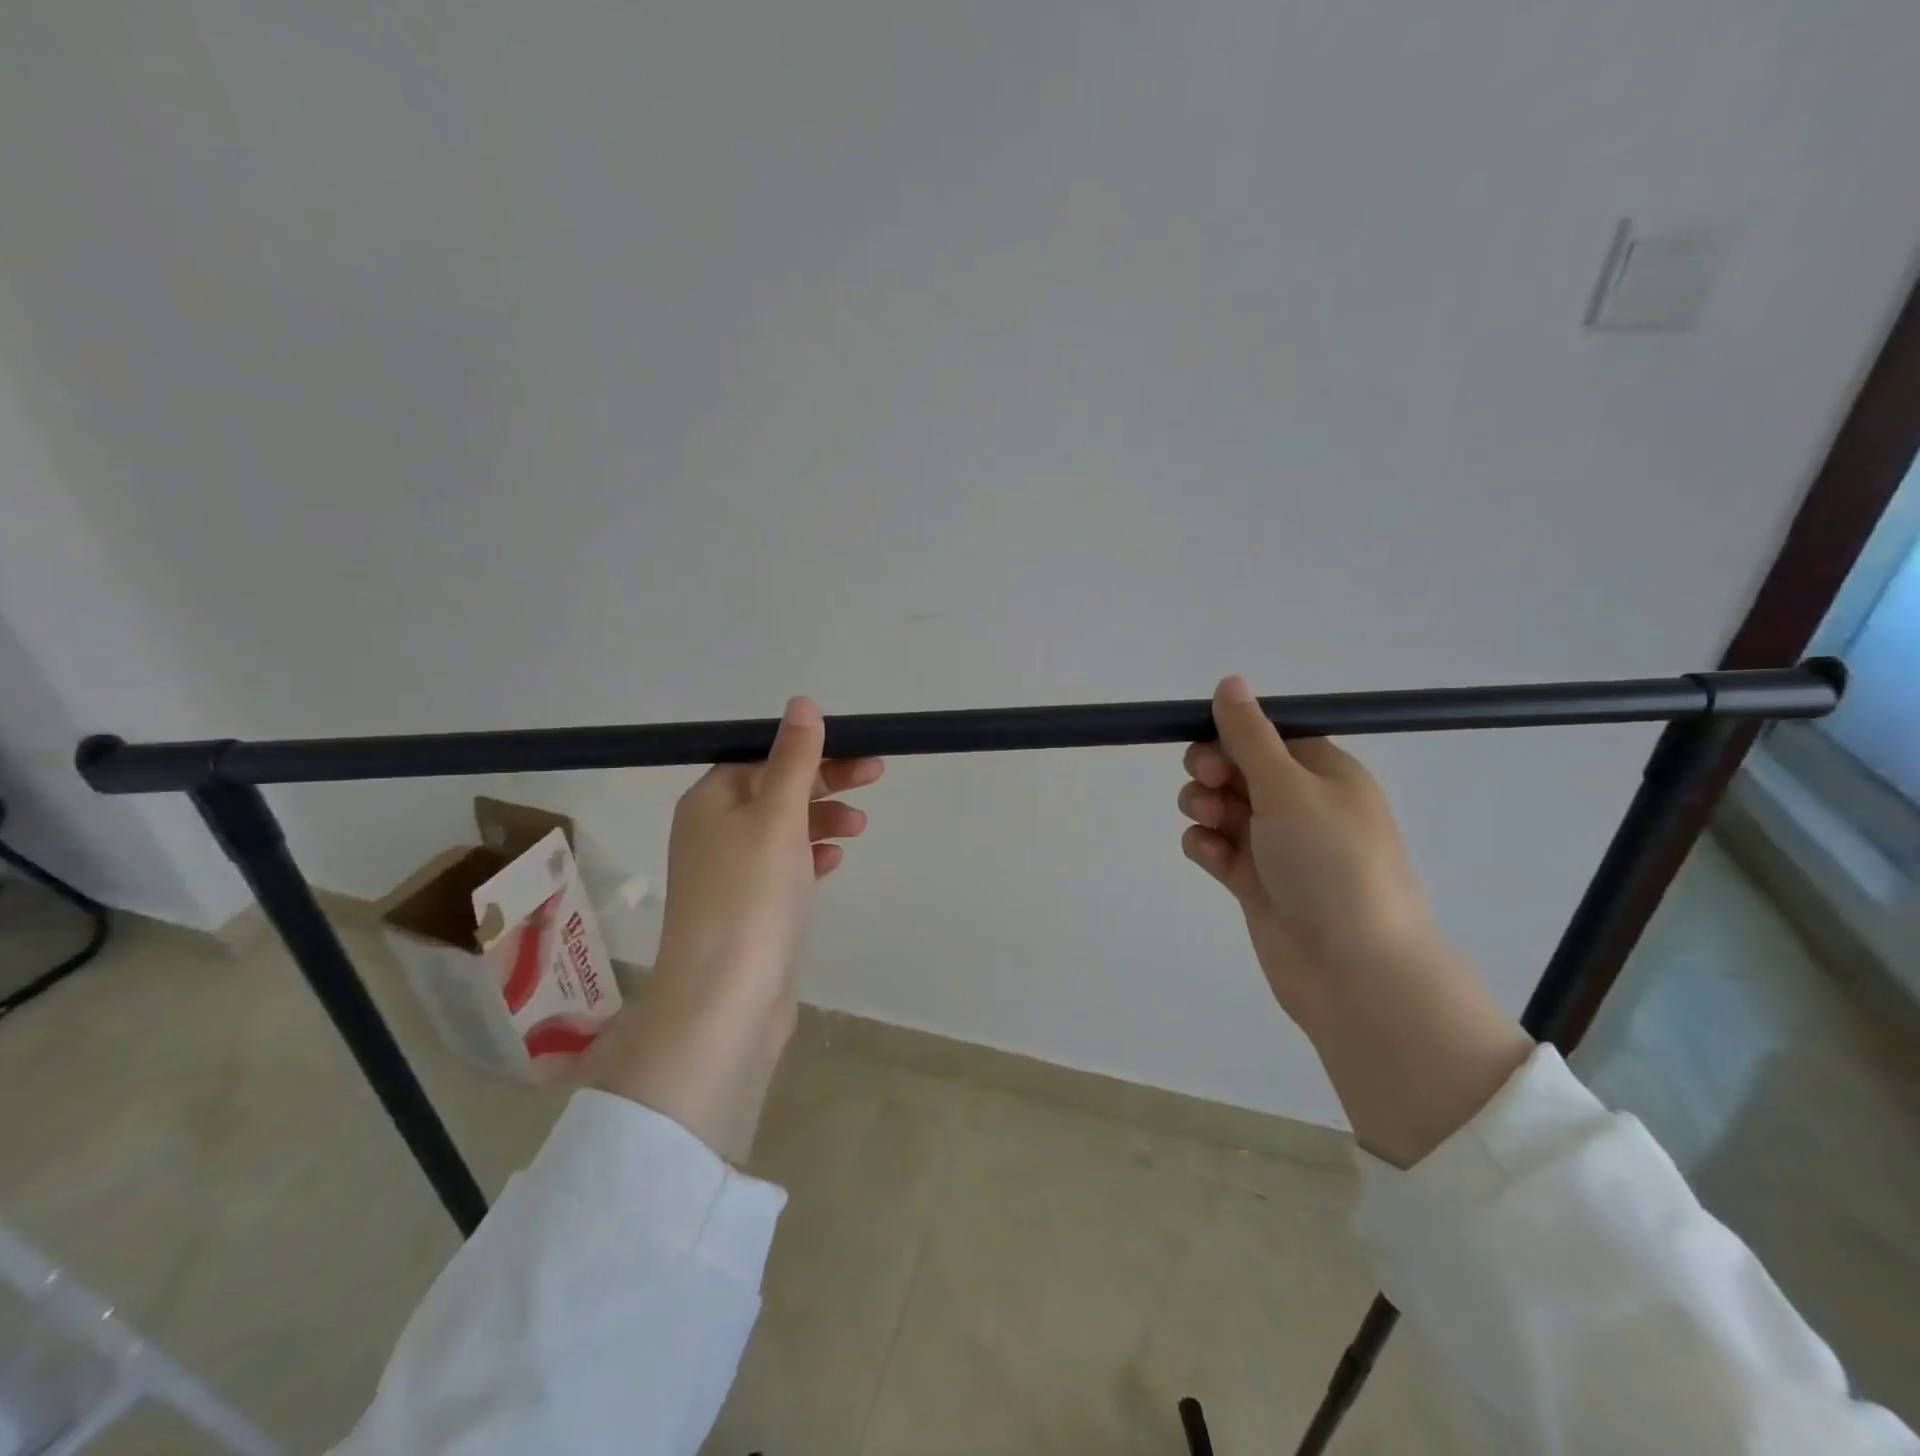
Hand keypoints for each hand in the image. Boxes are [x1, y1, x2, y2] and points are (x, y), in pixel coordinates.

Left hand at [591, 697, 882, 1160]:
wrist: (727, 1001)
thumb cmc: (751, 896)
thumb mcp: (776, 816)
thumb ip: (793, 759)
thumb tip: (801, 703)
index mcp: (710, 801)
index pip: (762, 756)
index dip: (810, 749)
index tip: (858, 749)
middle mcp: (713, 831)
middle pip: (775, 789)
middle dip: (825, 780)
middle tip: (876, 775)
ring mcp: (731, 873)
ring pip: (784, 828)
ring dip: (822, 818)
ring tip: (861, 826)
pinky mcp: (750, 908)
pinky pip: (784, 867)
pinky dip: (811, 856)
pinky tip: (835, 861)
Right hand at [1179, 675, 1531, 1166]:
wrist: (1352, 969)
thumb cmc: (1330, 863)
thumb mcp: (1289, 787)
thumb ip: (1250, 734)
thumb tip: (1229, 680)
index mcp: (1324, 773)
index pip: (1267, 735)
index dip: (1231, 735)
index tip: (1211, 747)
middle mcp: (1301, 805)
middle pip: (1238, 768)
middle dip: (1212, 771)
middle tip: (1209, 785)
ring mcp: (1276, 845)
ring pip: (1221, 807)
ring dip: (1204, 807)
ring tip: (1211, 824)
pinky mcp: (1254, 881)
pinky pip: (1217, 848)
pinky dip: (1207, 847)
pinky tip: (1212, 857)